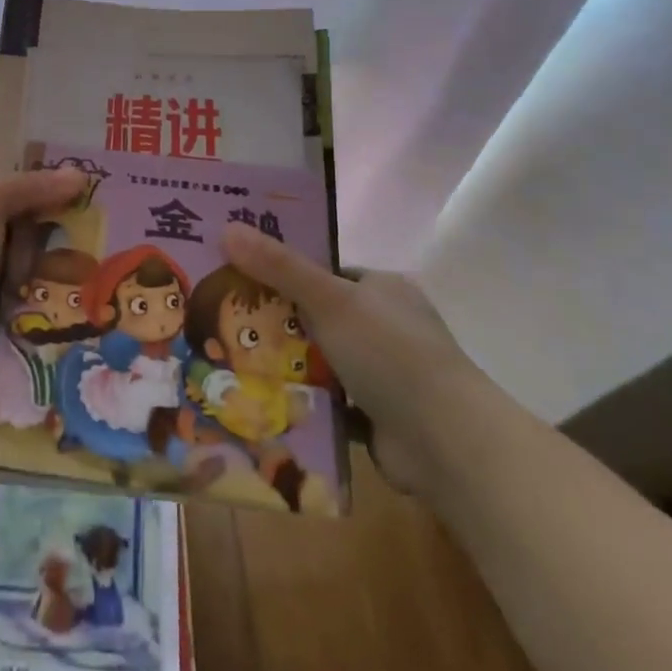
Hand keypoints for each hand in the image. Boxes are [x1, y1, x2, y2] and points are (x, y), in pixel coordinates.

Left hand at [0, 168, 87, 394]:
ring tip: (87, 293)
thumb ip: (32, 188)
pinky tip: (64, 314)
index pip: (30, 191)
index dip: (62, 198)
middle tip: (96, 261)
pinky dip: (39, 304)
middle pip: (34, 231)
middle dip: (63, 244)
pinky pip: (21, 300)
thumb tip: (80, 175)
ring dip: (54, 278)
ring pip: (31, 268)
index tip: (101, 212)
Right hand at [222, 222, 491, 497]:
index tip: (239, 276)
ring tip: (230, 358)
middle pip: (318, 317)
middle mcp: (387, 327)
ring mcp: (385, 374)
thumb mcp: (329, 299)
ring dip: (286, 364)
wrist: (446, 442)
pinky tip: (260, 398)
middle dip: (277, 322)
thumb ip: (279, 267)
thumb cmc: (390, 353)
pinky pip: (328, 401)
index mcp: (384, 290)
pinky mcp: (378, 416)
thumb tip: (227, 227)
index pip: (326, 273)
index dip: (284, 272)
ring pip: (321, 360)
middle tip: (226, 319)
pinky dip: (302, 401)